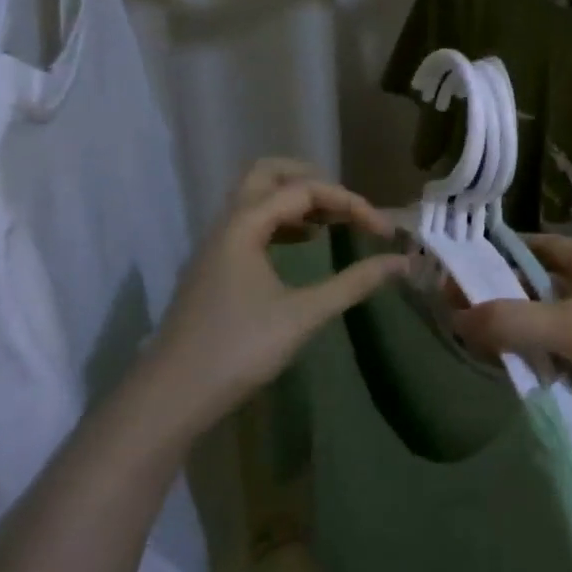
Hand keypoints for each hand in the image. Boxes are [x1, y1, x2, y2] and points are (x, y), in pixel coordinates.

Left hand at [151, 159, 407, 433]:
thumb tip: (401, 262)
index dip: (351, 203)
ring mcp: (216, 246)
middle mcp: (227, 224)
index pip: (305, 190)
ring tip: (332, 223)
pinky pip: (250, 224)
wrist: (169, 397)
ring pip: (257, 199)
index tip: (384, 231)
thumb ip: (354, 283)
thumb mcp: (304, 315)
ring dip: (295, 201)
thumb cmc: (238, 350)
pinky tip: (304, 245)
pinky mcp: (214, 268)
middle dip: (312, 180)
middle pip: (268, 174)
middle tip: (346, 205)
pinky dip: (281, 223)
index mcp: (245, 225)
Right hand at [451, 235, 571, 415]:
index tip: (455, 272)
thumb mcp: (568, 325)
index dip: (496, 256)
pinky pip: (558, 355)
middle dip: (500, 300)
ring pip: (544, 324)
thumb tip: (453, 318)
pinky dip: (534, 361)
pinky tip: (503, 372)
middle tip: (451, 315)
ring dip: (515, 335)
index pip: (534, 247)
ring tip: (466, 346)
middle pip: (536, 286)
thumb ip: (510, 320)